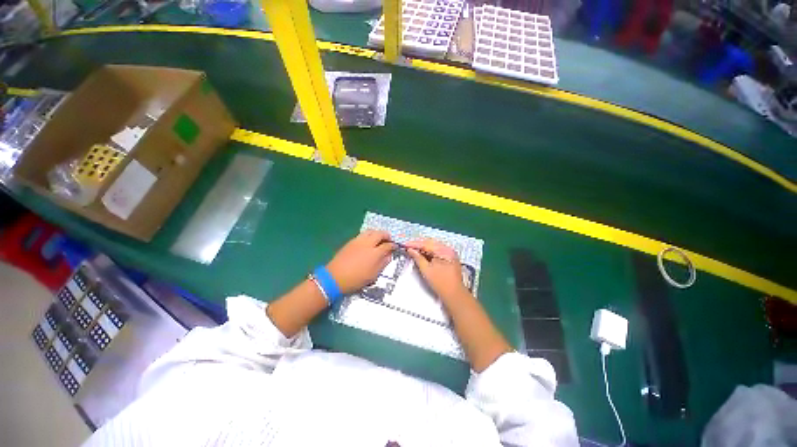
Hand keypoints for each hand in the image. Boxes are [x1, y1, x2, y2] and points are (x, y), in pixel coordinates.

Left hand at [326, 230, 394, 293]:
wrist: (335, 277)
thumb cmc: (356, 279)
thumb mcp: (373, 275)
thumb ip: (383, 263)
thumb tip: (389, 256)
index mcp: (375, 253)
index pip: (388, 245)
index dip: (393, 245)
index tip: (395, 247)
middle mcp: (368, 244)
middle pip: (380, 234)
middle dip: (386, 235)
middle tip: (388, 239)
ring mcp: (358, 241)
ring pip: (371, 231)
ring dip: (377, 233)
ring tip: (379, 238)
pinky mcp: (351, 241)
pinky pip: (362, 234)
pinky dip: (368, 235)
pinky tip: (368, 241)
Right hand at [405, 238, 470, 302]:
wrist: (454, 295)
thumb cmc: (440, 283)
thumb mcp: (426, 270)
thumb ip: (417, 258)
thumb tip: (410, 250)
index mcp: (444, 250)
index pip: (426, 243)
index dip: (414, 244)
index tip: (405, 245)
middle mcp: (448, 249)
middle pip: (430, 243)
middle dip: (418, 245)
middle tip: (407, 247)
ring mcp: (450, 254)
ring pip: (433, 247)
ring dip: (423, 248)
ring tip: (413, 250)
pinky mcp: (449, 259)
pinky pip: (437, 252)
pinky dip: (429, 253)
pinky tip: (422, 255)